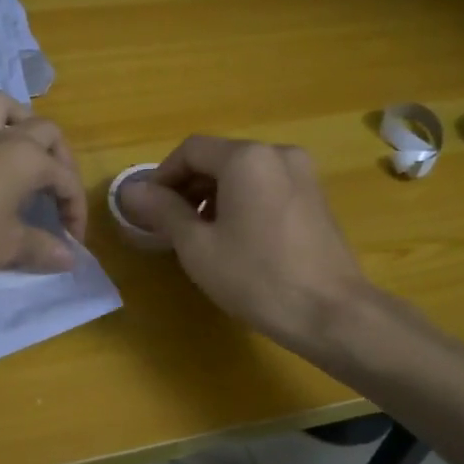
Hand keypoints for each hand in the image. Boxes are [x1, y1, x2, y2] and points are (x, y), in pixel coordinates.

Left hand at [0, 92, 88, 278]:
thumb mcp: (7, 246)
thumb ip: (42, 248)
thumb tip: (69, 258)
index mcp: (27, 157)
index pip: (65, 179)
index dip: (75, 210)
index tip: (72, 242)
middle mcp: (3, 139)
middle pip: (45, 131)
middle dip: (60, 159)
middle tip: (57, 193)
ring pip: (4, 108)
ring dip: (22, 124)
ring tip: (28, 157)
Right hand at [115, 135, 371, 347]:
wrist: (333, 313)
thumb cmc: (257, 278)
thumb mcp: (198, 246)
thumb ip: (163, 211)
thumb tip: (131, 191)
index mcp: (247, 158)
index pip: (191, 150)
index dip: (162, 176)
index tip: (148, 209)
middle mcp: (277, 153)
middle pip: (218, 158)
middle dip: (187, 186)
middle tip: (168, 225)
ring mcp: (302, 174)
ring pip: (243, 173)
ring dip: (213, 195)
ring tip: (198, 235)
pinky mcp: (315, 197)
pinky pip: (266, 186)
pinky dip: (241, 201)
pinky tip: (234, 238)